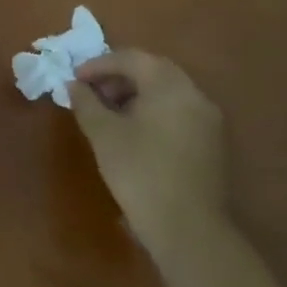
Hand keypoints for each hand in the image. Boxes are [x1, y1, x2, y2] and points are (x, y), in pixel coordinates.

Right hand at [70, 49, 226, 268]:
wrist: (187, 227)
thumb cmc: (139, 171)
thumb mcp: (103, 133)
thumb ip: (85, 102)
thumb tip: (74, 86)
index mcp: (170, 87)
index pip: (132, 58)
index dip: (99, 64)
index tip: (74, 79)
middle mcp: (195, 96)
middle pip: (153, 70)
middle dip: (118, 75)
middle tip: (91, 91)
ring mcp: (208, 120)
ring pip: (167, 91)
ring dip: (135, 92)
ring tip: (107, 111)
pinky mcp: (211, 142)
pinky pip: (177, 110)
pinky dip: (152, 109)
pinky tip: (132, 130)